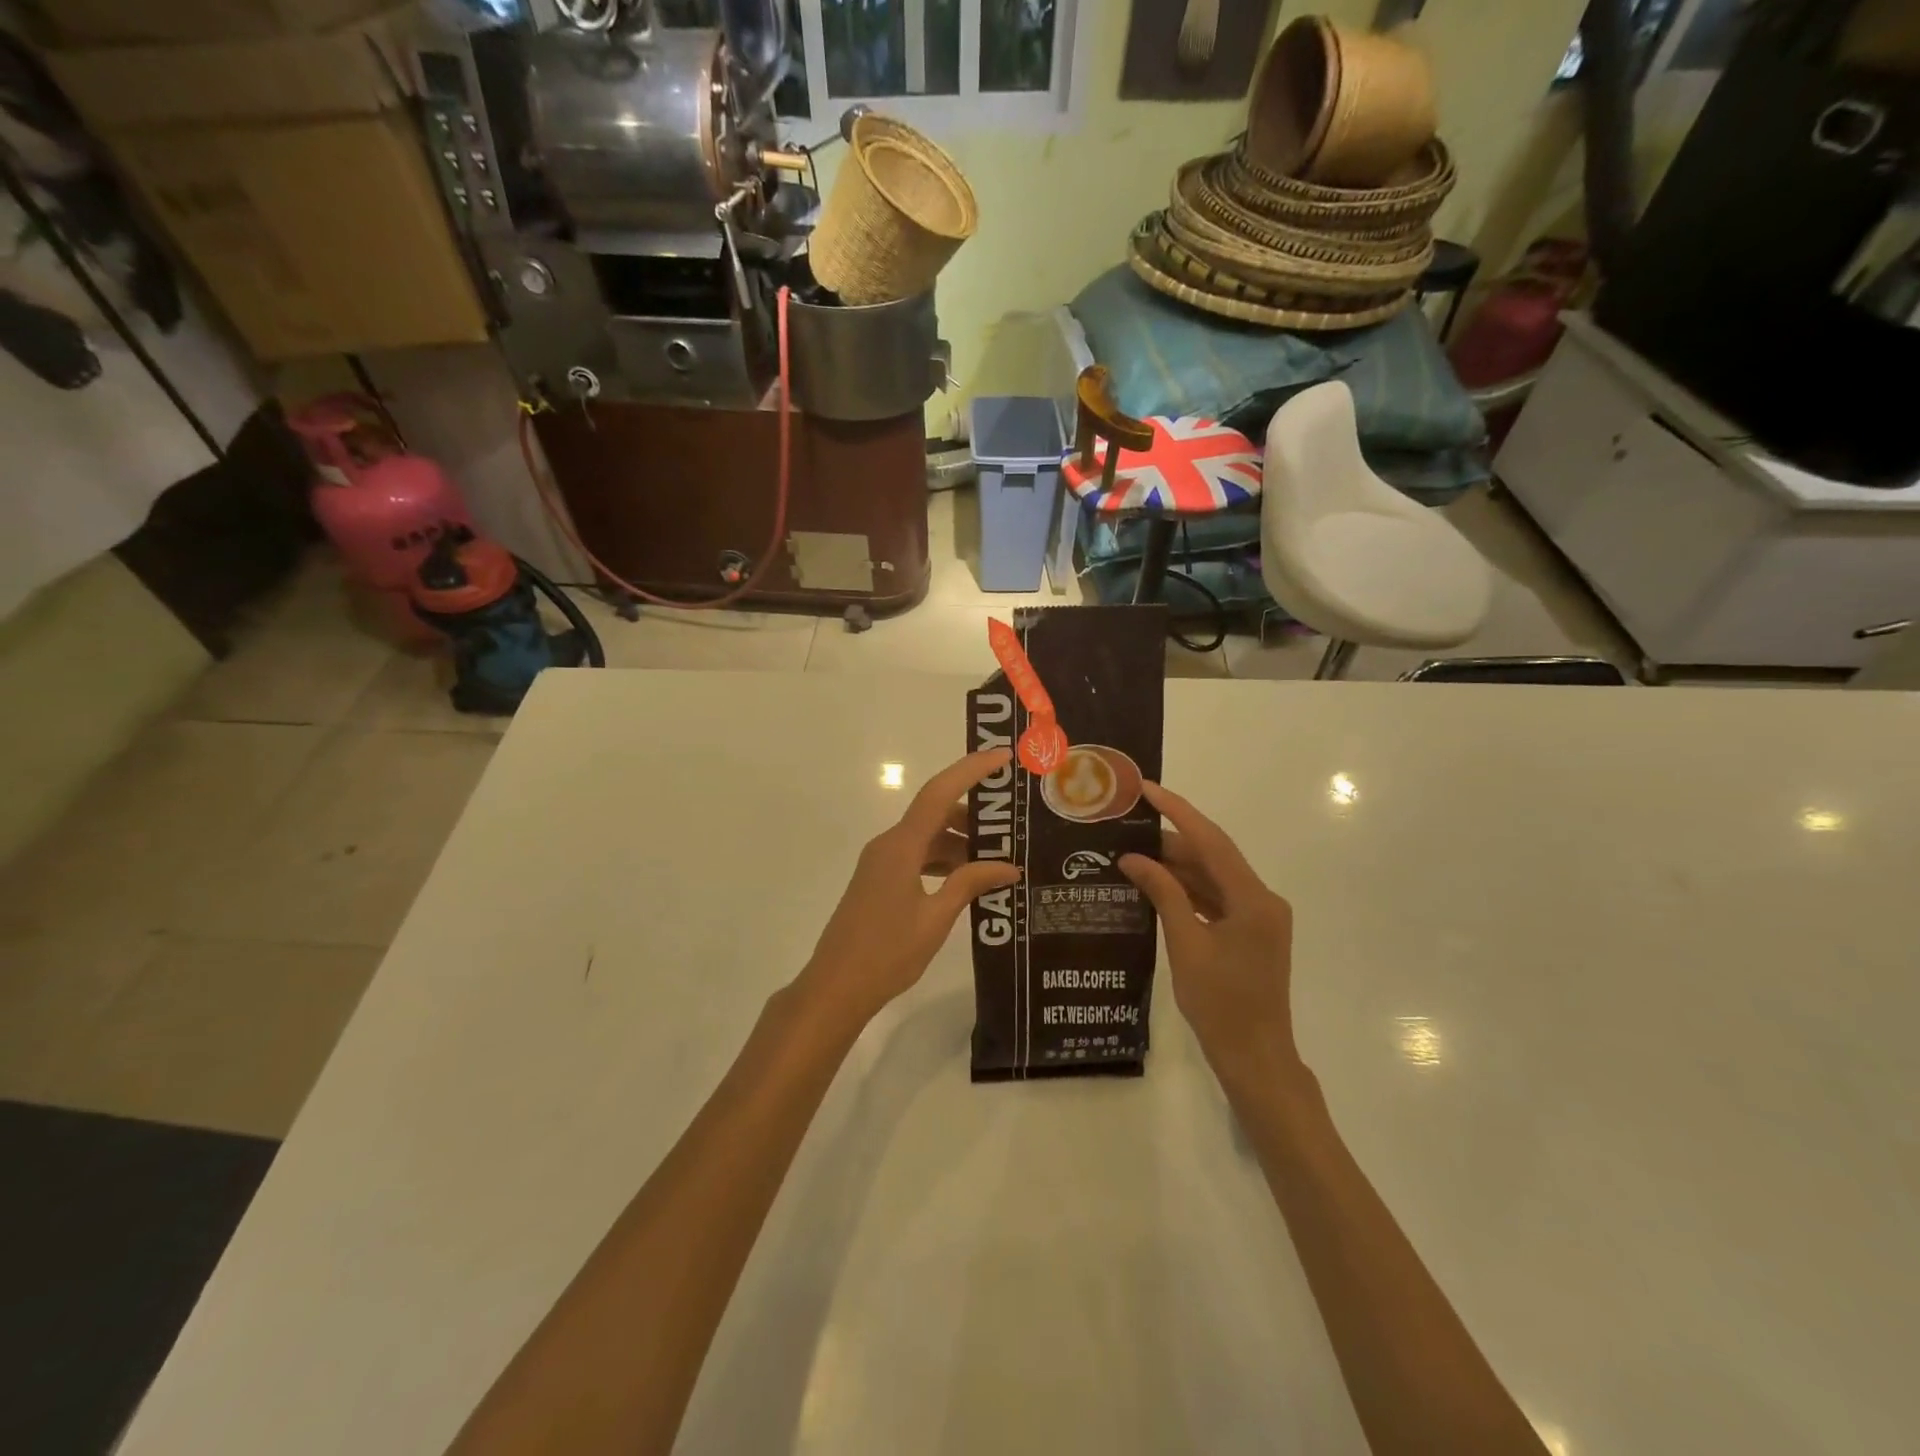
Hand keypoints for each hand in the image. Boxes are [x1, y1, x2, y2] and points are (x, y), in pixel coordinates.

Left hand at [797, 749, 1020, 1028]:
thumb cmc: (886, 953)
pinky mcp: (880, 881)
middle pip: (935, 813)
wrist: (835, 987)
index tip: (1002, 757)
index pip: (939, 793)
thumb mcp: (936, 919)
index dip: (970, 770)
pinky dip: (943, 860)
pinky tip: (969, 879)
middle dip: (973, 814)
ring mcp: (881, 863)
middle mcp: (889, 845)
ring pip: (927, 837)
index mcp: (901, 846)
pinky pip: (917, 857)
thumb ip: (970, 884)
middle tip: (1013, 822)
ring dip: (960, 841)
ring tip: (999, 856)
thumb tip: (1009, 866)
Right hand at [1118, 782, 1301, 1089]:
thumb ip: (1163, 894)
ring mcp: (1257, 917)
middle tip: (1126, 826)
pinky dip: (1186, 890)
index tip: (1146, 789)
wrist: (1255, 1057)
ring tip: (1131, 851)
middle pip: (1212, 857)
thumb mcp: (1186, 944)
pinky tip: (1154, 884)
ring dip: (1176, 866)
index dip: (1178, 811)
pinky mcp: (1249, 932)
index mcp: (1253, 899)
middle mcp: (1261, 900)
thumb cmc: (1220, 1004)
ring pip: (1212, 878)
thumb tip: (1133, 858)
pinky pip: (1215, 899)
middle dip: (1170, 840)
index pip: (1211, 841)